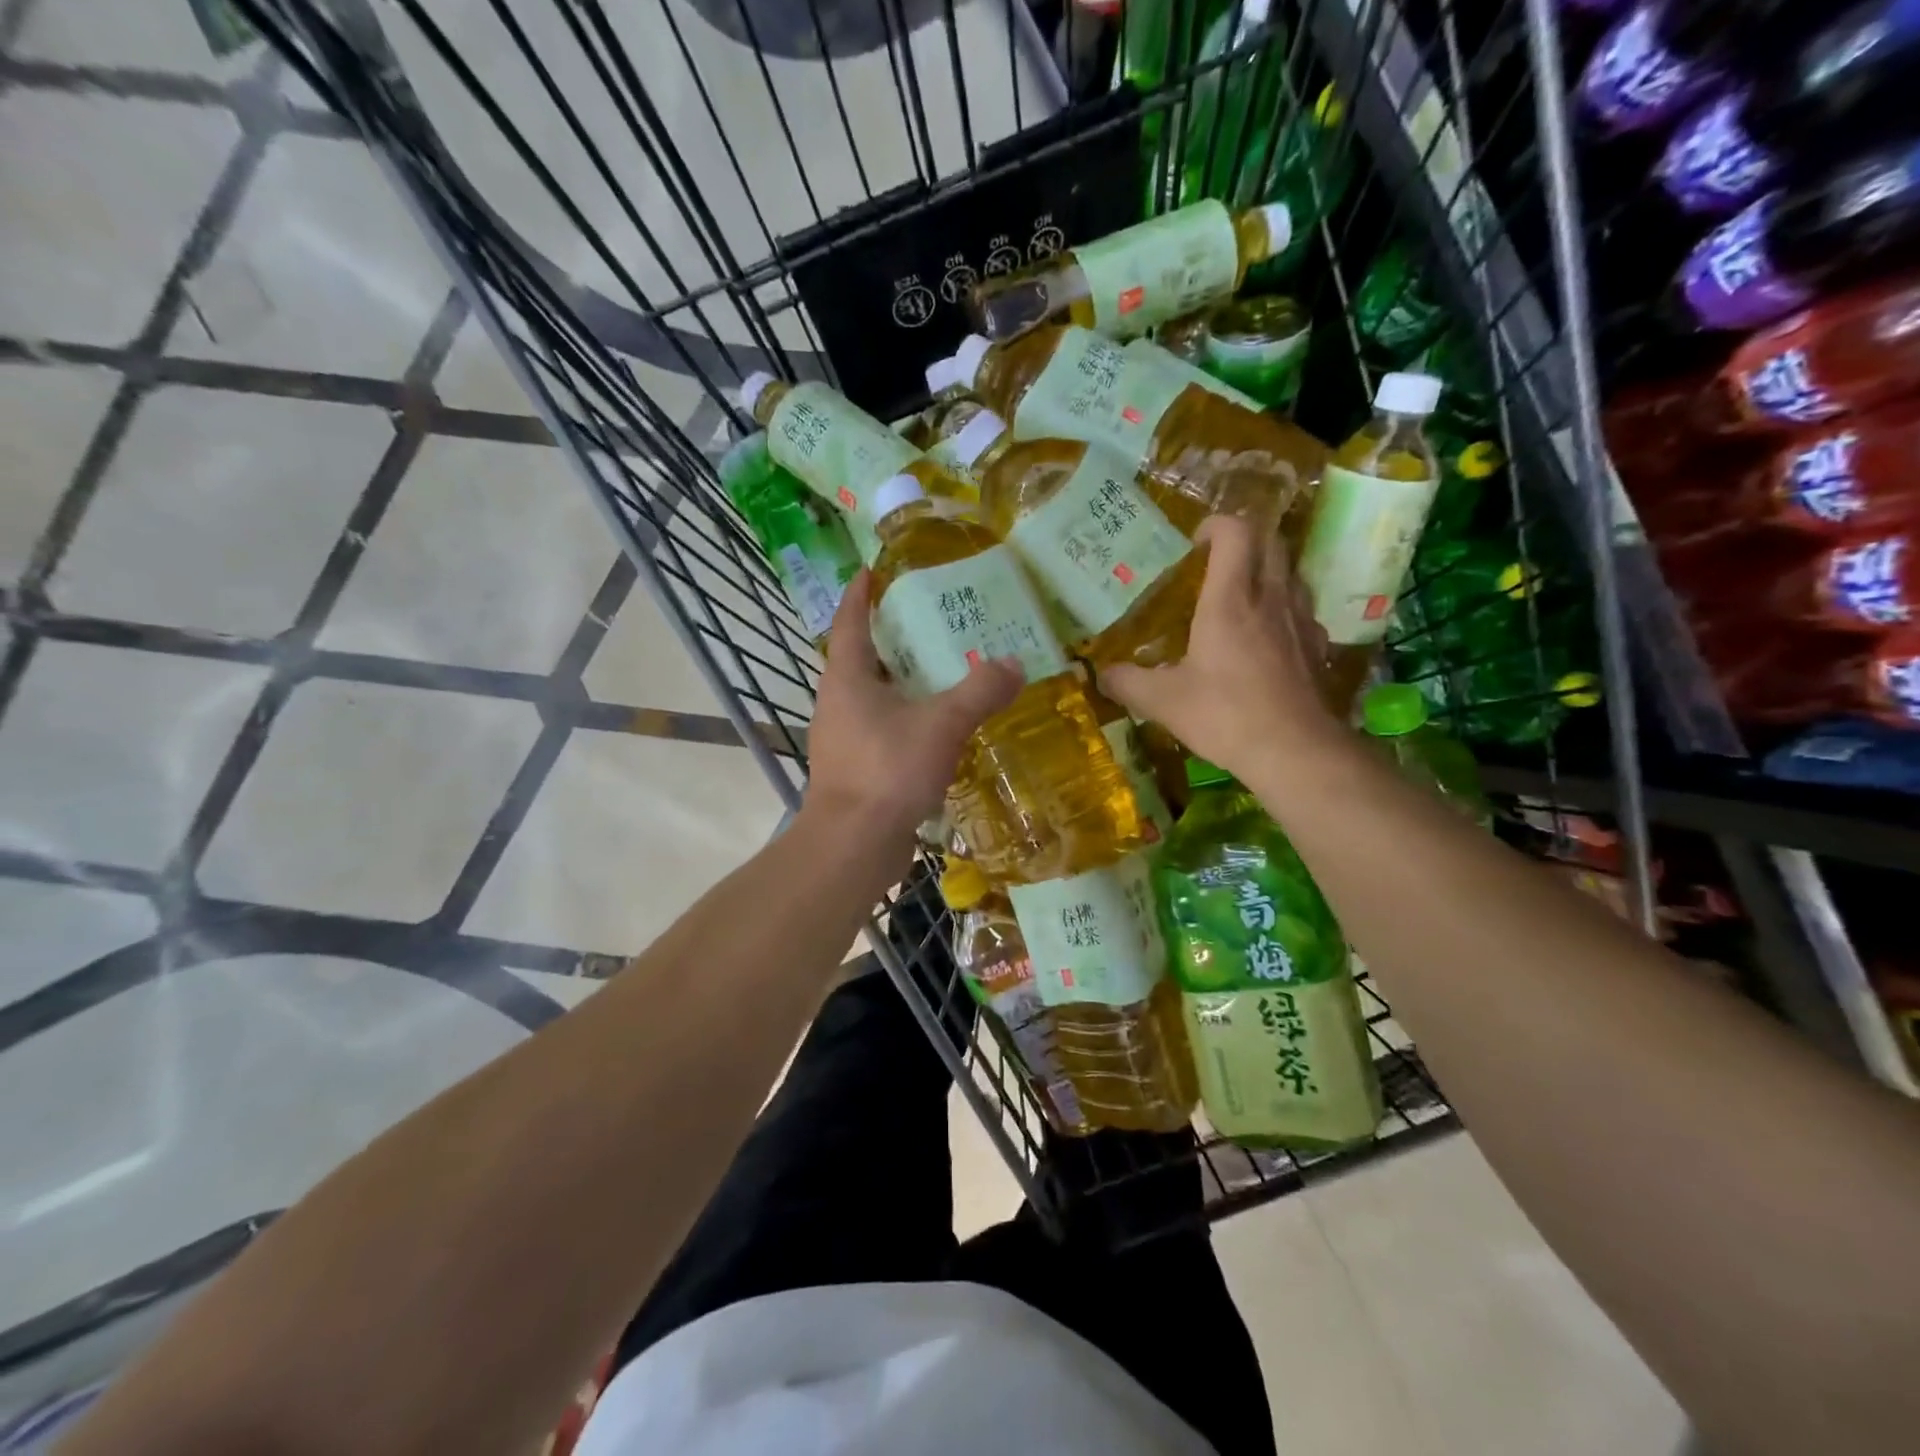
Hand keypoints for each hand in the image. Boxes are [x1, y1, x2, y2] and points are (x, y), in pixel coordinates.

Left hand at [802, 569, 1022, 845]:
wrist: (853, 845)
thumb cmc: (887, 770)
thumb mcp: (942, 724)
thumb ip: (980, 691)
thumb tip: (1014, 664)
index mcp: (847, 678)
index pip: (850, 621)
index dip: (861, 594)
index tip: (873, 570)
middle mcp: (838, 703)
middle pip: (864, 659)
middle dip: (893, 638)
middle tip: (932, 620)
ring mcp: (843, 739)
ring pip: (874, 698)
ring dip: (903, 683)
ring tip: (944, 672)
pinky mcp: (856, 769)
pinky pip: (883, 731)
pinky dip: (908, 720)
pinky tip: (939, 728)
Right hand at [1097, 515, 1340, 780]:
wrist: (1295, 751)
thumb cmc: (1225, 715)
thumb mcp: (1162, 701)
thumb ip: (1127, 682)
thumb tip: (1100, 675)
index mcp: (1230, 599)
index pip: (1235, 532)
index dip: (1215, 525)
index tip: (1195, 544)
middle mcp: (1271, 597)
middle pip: (1270, 541)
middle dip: (1244, 540)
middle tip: (1215, 563)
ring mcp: (1301, 620)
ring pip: (1291, 572)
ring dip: (1266, 571)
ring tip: (1240, 597)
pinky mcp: (1318, 646)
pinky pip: (1302, 609)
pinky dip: (1283, 609)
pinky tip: (1267, 638)